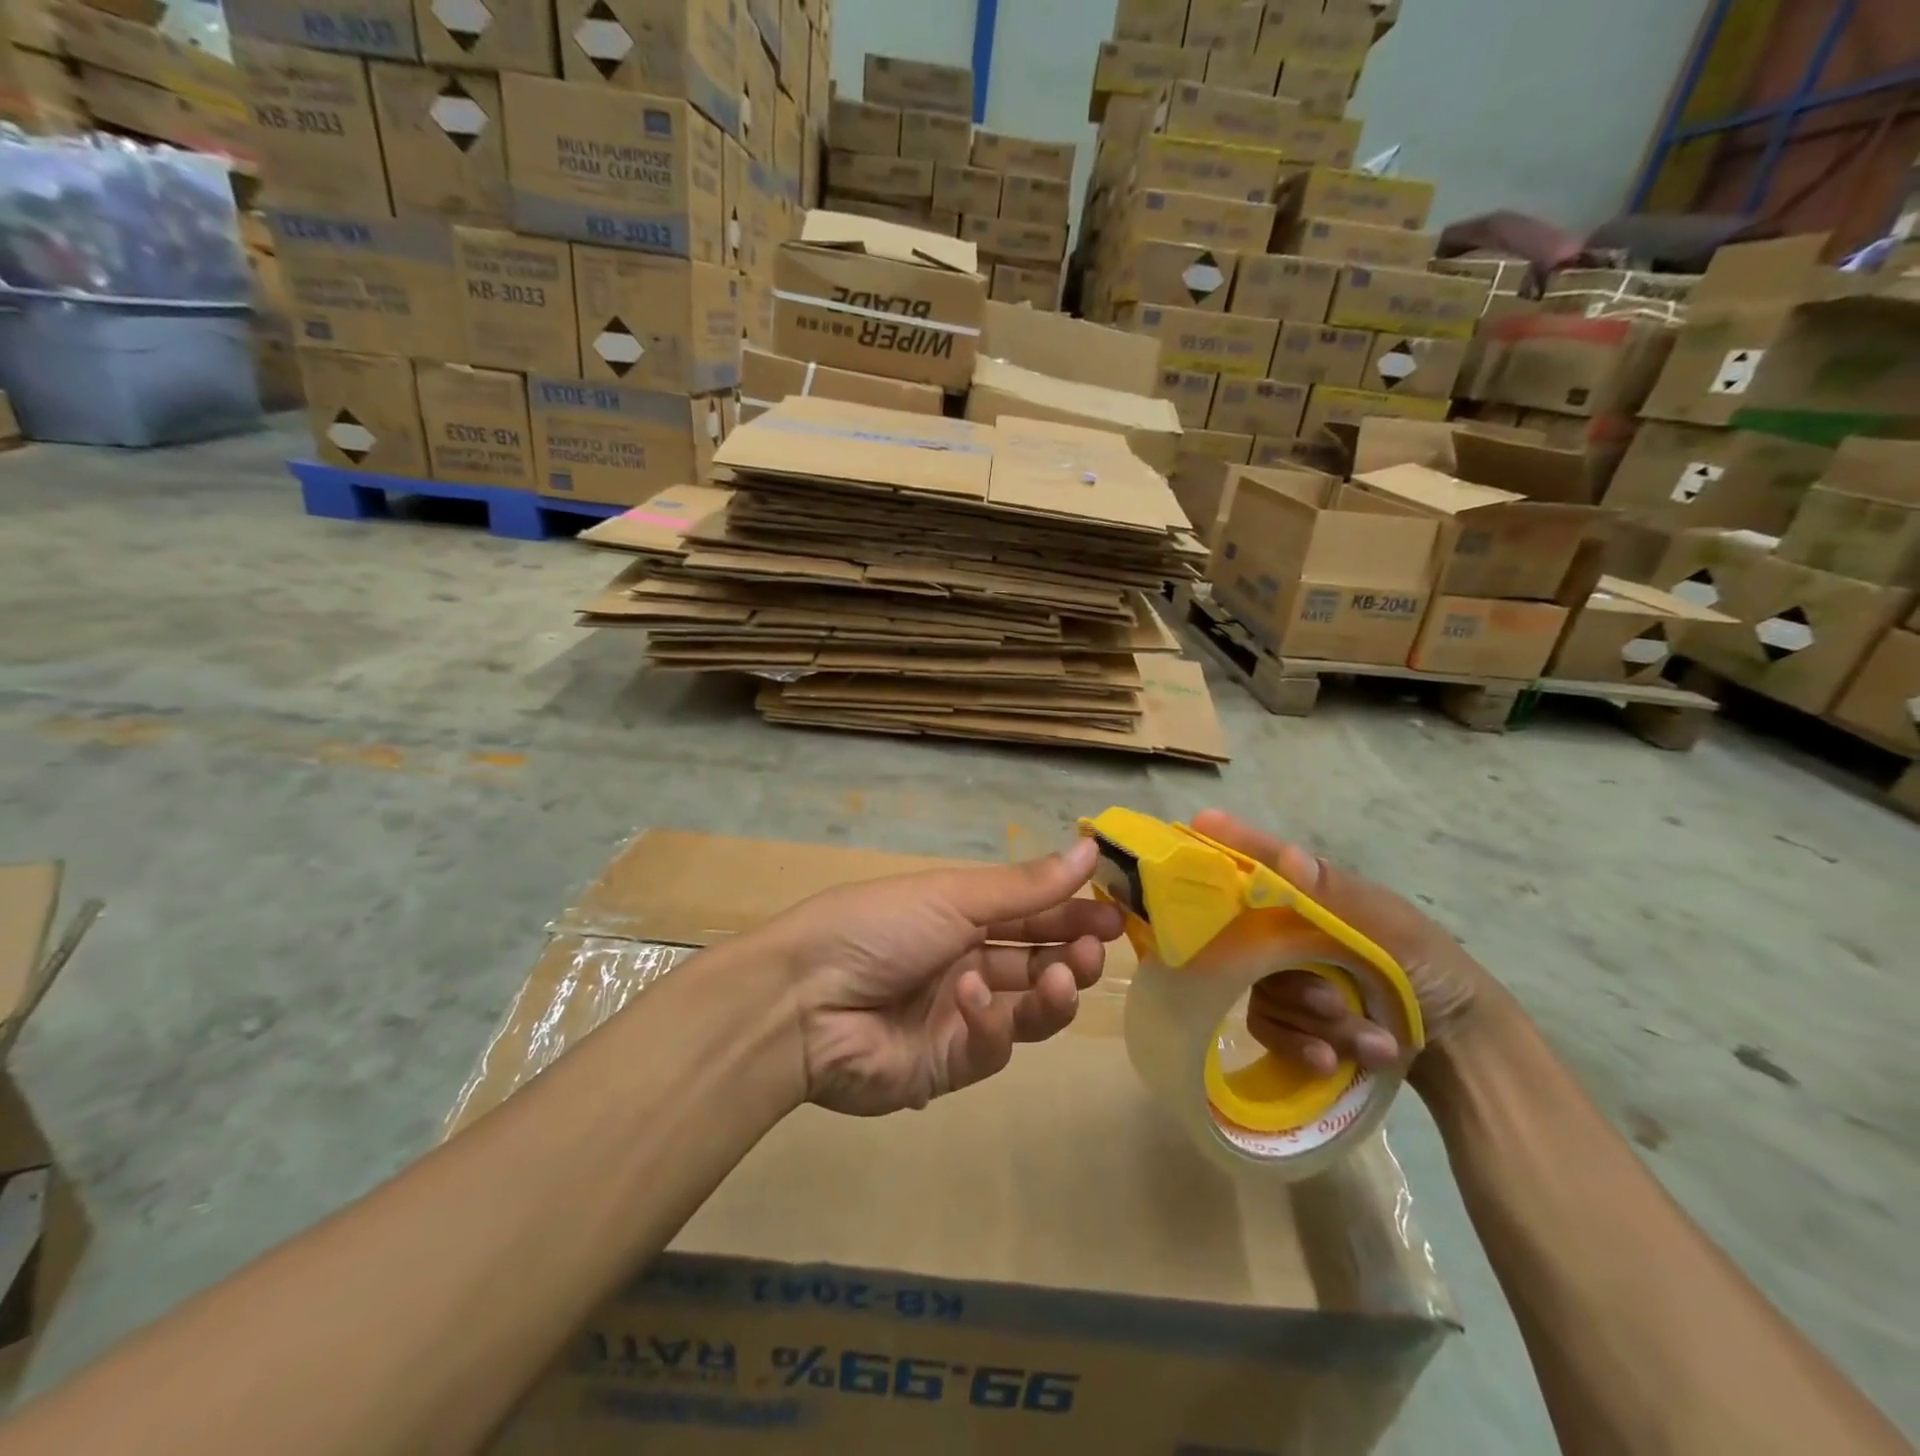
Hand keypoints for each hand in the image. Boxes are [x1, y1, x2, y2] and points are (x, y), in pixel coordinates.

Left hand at [765, 836, 1123, 1116]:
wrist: (803, 999)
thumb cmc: (879, 926)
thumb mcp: (953, 895)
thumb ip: (1026, 885)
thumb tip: (1090, 846)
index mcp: (960, 917)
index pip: (1031, 914)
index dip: (1073, 913)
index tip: (1118, 912)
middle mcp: (964, 963)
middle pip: (1036, 963)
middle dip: (1073, 954)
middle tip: (1101, 947)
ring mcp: (957, 1017)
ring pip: (1026, 1010)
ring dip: (1052, 992)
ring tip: (1067, 975)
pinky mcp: (946, 1067)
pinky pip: (988, 1046)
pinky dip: (989, 1023)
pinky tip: (972, 1000)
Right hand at [1190, 810, 1493, 1078]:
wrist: (1460, 1049)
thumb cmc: (1429, 971)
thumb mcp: (1396, 932)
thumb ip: (1338, 898)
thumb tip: (1288, 857)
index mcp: (1315, 896)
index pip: (1263, 863)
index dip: (1231, 843)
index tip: (1202, 821)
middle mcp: (1289, 929)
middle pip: (1253, 942)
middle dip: (1297, 982)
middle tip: (1334, 1003)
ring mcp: (1284, 974)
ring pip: (1262, 991)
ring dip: (1315, 1021)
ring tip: (1367, 1040)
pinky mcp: (1286, 1019)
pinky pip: (1266, 1028)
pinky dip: (1300, 1046)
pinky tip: (1333, 1060)